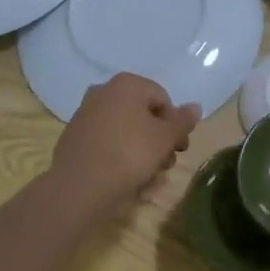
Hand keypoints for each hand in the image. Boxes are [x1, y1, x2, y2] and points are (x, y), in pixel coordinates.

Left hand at [49, 73, 198, 218]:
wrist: (79, 187)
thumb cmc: (129, 155)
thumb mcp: (165, 138)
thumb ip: (183, 121)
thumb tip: (195, 106)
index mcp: (127, 84)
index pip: (163, 99)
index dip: (175, 125)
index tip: (179, 149)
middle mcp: (104, 91)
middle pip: (142, 115)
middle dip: (158, 140)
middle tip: (165, 165)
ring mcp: (85, 113)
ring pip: (125, 130)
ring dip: (140, 151)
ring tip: (147, 179)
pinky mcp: (74, 137)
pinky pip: (106, 143)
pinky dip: (118, 156)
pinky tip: (125, 180)